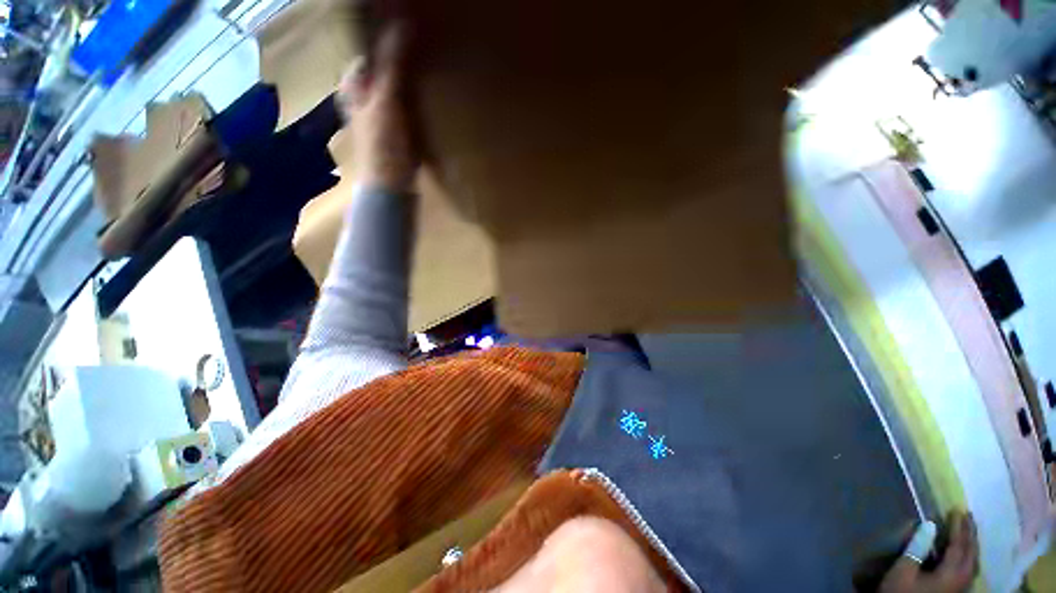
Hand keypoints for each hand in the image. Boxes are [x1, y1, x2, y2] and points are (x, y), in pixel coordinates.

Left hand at [337, 25, 418, 192]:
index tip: (406, 35)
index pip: (365, 53)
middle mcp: (364, 98)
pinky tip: (428, 99)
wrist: (392, 184)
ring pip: (394, 89)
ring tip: (427, 72)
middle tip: (421, 52)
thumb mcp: (386, 100)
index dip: (381, 42)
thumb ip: (391, 65)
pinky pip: (406, 107)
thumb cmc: (383, 143)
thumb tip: (401, 26)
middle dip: (398, 61)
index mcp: (353, 87)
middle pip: (380, 70)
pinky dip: (415, 101)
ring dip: (408, 81)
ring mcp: (381, 116)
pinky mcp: (397, 132)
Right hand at [880, 512, 977, 592]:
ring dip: (972, 545)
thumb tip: (929, 524)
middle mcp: (962, 579)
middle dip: (970, 534)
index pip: (959, 545)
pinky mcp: (957, 591)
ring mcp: (961, 587)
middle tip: (968, 516)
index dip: (958, 527)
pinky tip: (966, 555)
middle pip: (971, 554)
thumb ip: (917, 548)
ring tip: (968, 531)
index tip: (957, 509)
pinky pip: (969, 569)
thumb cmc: (901, 592)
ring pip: (973, 563)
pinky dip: (969, 557)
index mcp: (951, 573)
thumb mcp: (903, 570)